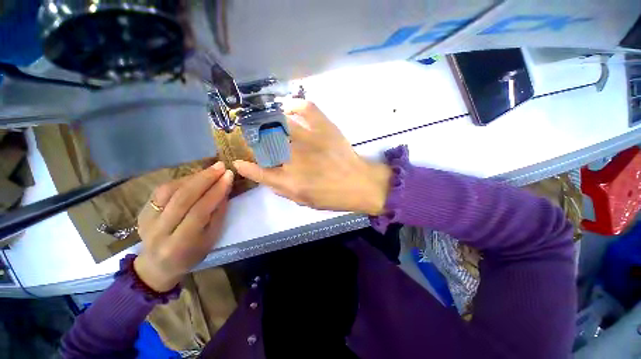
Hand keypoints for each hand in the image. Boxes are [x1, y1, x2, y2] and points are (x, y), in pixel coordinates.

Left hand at [134, 163, 232, 291]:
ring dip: (193, 177)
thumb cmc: (191, 255)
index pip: (199, 211)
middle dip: (204, 179)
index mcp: (180, 243)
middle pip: (182, 198)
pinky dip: (180, 180)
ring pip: (169, 191)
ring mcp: (146, 220)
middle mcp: (160, 230)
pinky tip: (194, 177)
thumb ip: (218, 214)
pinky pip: (161, 191)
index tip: (229, 175)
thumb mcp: (211, 239)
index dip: (216, 191)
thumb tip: (224, 190)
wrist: (157, 266)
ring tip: (210, 170)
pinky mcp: (142, 211)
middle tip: (220, 166)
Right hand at [233, 99, 390, 214]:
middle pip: (265, 141)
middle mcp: (296, 157)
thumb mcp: (301, 198)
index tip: (240, 160)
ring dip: (269, 121)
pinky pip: (306, 108)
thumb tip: (251, 170)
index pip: (259, 170)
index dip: (247, 165)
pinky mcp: (325, 128)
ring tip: (268, 124)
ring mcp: (310, 139)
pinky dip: (294, 105)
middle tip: (256, 140)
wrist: (359, 183)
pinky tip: (288, 109)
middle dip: (255, 139)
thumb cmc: (330, 195)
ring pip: (280, 122)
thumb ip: (275, 185)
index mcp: (290, 180)